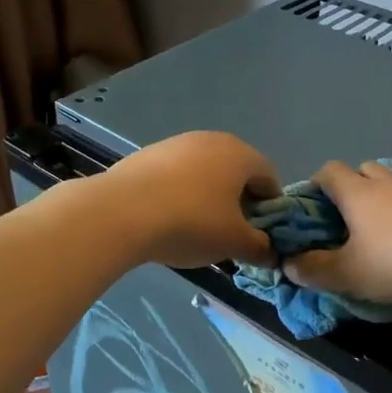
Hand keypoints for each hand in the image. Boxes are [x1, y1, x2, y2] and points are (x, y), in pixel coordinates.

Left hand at [99, 131, 279, 268]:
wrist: (120, 212)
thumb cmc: (191, 223)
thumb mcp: (234, 242)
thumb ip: (260, 247)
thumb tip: (271, 252)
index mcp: (241, 154)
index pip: (270, 178)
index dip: (270, 209)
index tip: (259, 235)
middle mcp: (212, 140)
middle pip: (237, 173)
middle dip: (239, 203)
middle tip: (230, 234)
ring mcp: (177, 143)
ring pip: (206, 172)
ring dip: (209, 198)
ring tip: (196, 229)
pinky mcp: (148, 154)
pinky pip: (177, 175)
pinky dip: (181, 194)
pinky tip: (168, 218)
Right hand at [283, 160, 391, 301]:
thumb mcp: (350, 273)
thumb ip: (317, 271)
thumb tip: (289, 265)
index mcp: (357, 194)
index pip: (330, 172)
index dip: (318, 183)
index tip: (315, 203)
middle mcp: (388, 184)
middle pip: (366, 169)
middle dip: (356, 185)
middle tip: (352, 214)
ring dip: (391, 196)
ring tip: (391, 226)